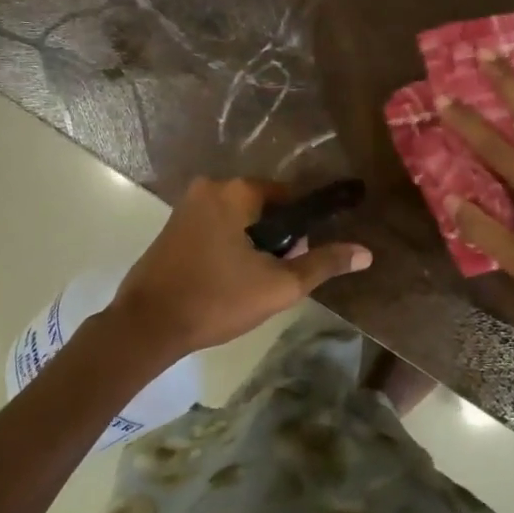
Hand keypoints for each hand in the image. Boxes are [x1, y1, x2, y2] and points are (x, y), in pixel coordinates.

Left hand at [109, 178, 371, 356]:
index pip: (289, 196)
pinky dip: (227, 246)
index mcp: (236, 191)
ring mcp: (186, 205)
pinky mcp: (172, 226)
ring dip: (251, 245)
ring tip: (248, 283)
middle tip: (271, 277)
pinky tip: (225, 279)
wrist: (147, 325)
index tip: (298, 259)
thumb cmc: (217, 300)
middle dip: (274, 238)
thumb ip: (323, 264)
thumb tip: (366, 252)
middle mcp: (210, 187)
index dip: (301, 229)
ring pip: (238, 219)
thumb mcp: (278, 286)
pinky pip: (215, 227)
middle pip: (263, 207)